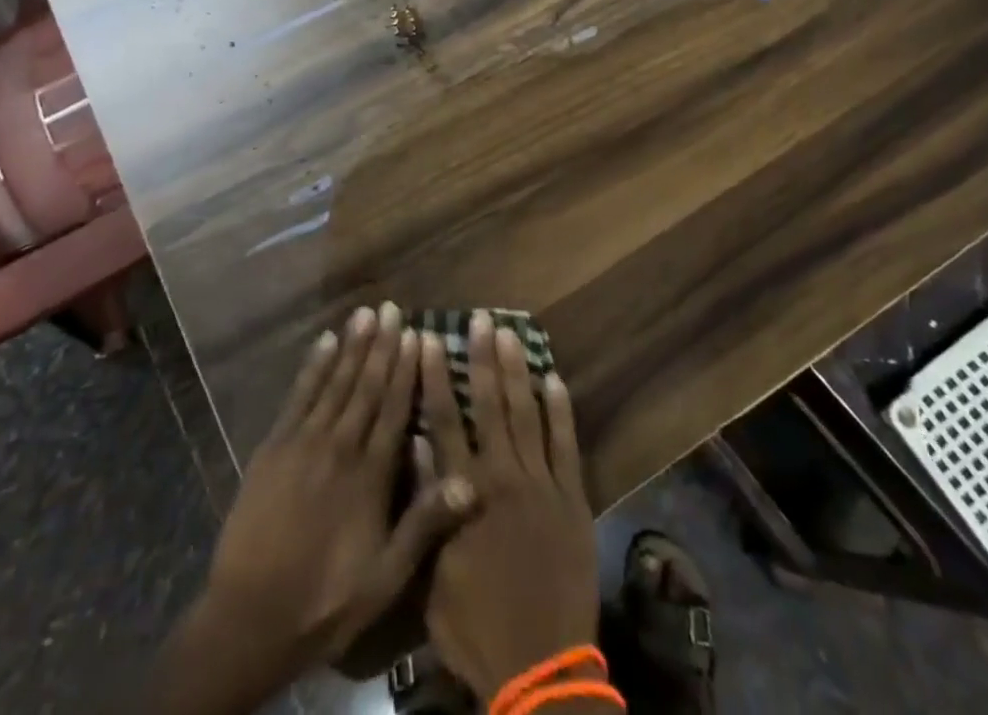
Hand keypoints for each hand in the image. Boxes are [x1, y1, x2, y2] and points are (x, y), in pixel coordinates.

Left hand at [197, 302, 473, 687]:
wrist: (250, 617)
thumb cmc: (327, 600)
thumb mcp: (386, 578)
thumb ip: (425, 524)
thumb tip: (471, 481)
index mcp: (371, 475)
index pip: (395, 409)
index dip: (407, 370)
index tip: (417, 334)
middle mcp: (341, 446)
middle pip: (366, 385)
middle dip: (381, 345)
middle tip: (392, 307)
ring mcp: (304, 442)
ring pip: (335, 383)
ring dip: (351, 346)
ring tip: (365, 314)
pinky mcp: (274, 446)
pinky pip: (298, 396)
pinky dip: (313, 367)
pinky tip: (323, 343)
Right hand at [422, 311, 599, 703]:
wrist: (541, 669)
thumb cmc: (476, 626)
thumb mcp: (433, 576)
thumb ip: (426, 507)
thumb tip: (415, 446)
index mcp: (464, 492)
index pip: (443, 421)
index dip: (433, 377)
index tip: (426, 338)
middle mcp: (502, 476)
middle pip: (488, 405)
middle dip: (482, 357)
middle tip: (480, 318)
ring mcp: (541, 484)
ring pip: (525, 414)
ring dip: (517, 371)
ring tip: (511, 332)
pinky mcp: (572, 499)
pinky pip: (566, 445)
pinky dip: (559, 411)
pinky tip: (554, 379)